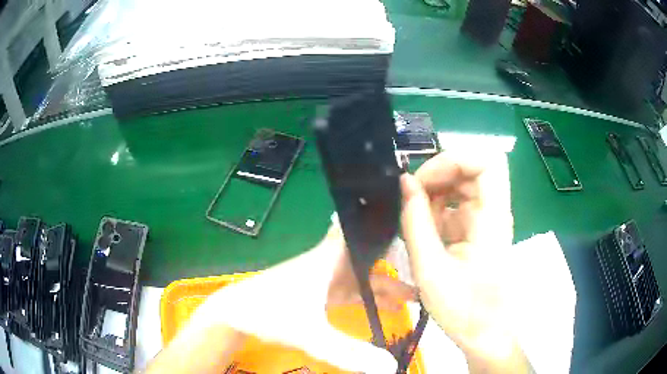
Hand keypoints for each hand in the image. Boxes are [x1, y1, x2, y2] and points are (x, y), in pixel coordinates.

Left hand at [186, 219, 407, 372]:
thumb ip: (348, 352)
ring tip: (413, 297)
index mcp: (328, 259)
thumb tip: (390, 366)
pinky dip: (368, 296)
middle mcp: (328, 263)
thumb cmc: (269, 314)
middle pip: (368, 256)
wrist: (236, 314)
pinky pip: (351, 290)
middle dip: (396, 263)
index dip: (382, 224)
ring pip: (361, 275)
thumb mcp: (311, 335)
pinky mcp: (317, 291)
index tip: (411, 223)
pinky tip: (384, 308)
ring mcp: (323, 277)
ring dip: (384, 285)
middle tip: (426, 272)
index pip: (359, 230)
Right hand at [400, 152, 527, 371]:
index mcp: (491, 218)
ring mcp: (485, 220)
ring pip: (461, 185)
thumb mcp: (430, 268)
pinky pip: (455, 205)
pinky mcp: (476, 230)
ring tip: (413, 218)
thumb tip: (405, 182)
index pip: (487, 161)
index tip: (425, 179)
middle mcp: (493, 211)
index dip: (454, 159)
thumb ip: (416, 222)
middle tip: (411, 197)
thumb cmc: (462, 307)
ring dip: (434, 193)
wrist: (483, 332)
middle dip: (437, 175)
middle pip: (471, 169)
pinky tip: (421, 231)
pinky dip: (435, 210)